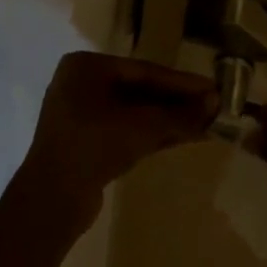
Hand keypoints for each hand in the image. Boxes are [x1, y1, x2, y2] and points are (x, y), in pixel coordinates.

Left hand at [9, 52, 218, 239]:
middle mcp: (81, 84)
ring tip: (205, 125)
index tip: (213, 89)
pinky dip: (152, 133)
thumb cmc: (94, 146)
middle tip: (212, 109)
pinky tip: (183, 138)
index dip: (182, 83)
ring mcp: (81, 115)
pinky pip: (125, 130)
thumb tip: (214, 103)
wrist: (52, 199)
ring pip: (135, 112)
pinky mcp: (86, 142)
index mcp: (86, 67)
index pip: (144, 71)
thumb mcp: (143, 126)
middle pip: (140, 90)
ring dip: (168, 120)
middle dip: (177, 103)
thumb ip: (179, 114)